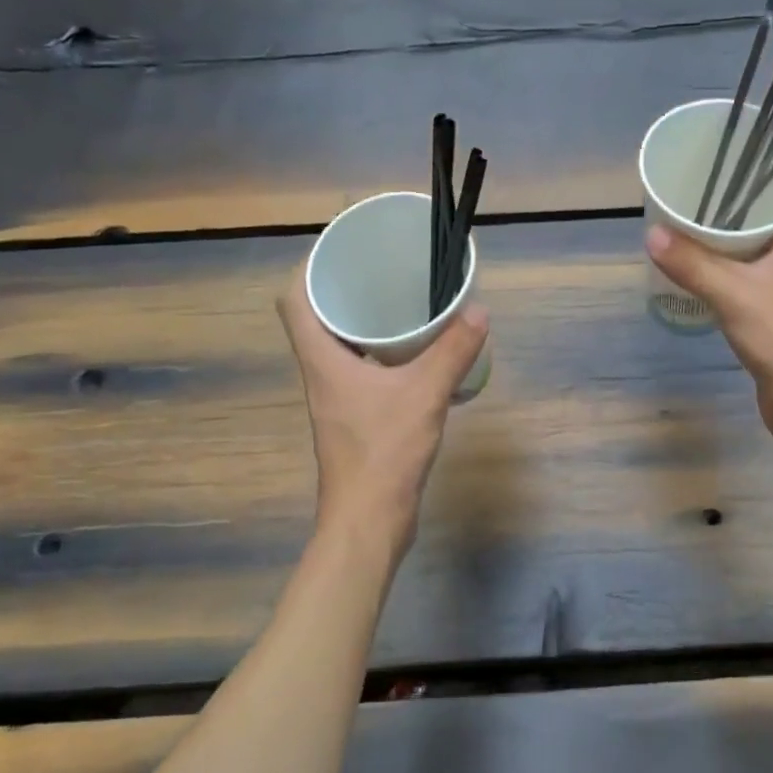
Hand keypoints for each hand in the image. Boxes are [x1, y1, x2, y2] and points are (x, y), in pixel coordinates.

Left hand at [277, 284, 488, 543]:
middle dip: (345, 291)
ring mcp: (337, 401)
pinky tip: (416, 358)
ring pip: (341, 348)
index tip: (344, 251)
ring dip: (365, 325)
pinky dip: (382, 356)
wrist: (368, 521)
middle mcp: (322, 375)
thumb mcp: (424, 396)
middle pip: (317, 320)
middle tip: (384, 272)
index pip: (294, 300)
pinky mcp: (355, 420)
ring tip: (403, 306)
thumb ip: (452, 353)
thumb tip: (478, 312)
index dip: (311, 269)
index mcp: (322, 360)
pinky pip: (362, 372)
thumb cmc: (384, 453)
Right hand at [646, 163, 772, 456]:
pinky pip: (762, 274)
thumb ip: (694, 264)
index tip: (762, 142)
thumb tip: (652, 232)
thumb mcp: (735, 296)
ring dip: (749, 228)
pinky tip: (711, 270)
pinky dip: (740, 264)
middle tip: (720, 178)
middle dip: (761, 188)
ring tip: (708, 216)